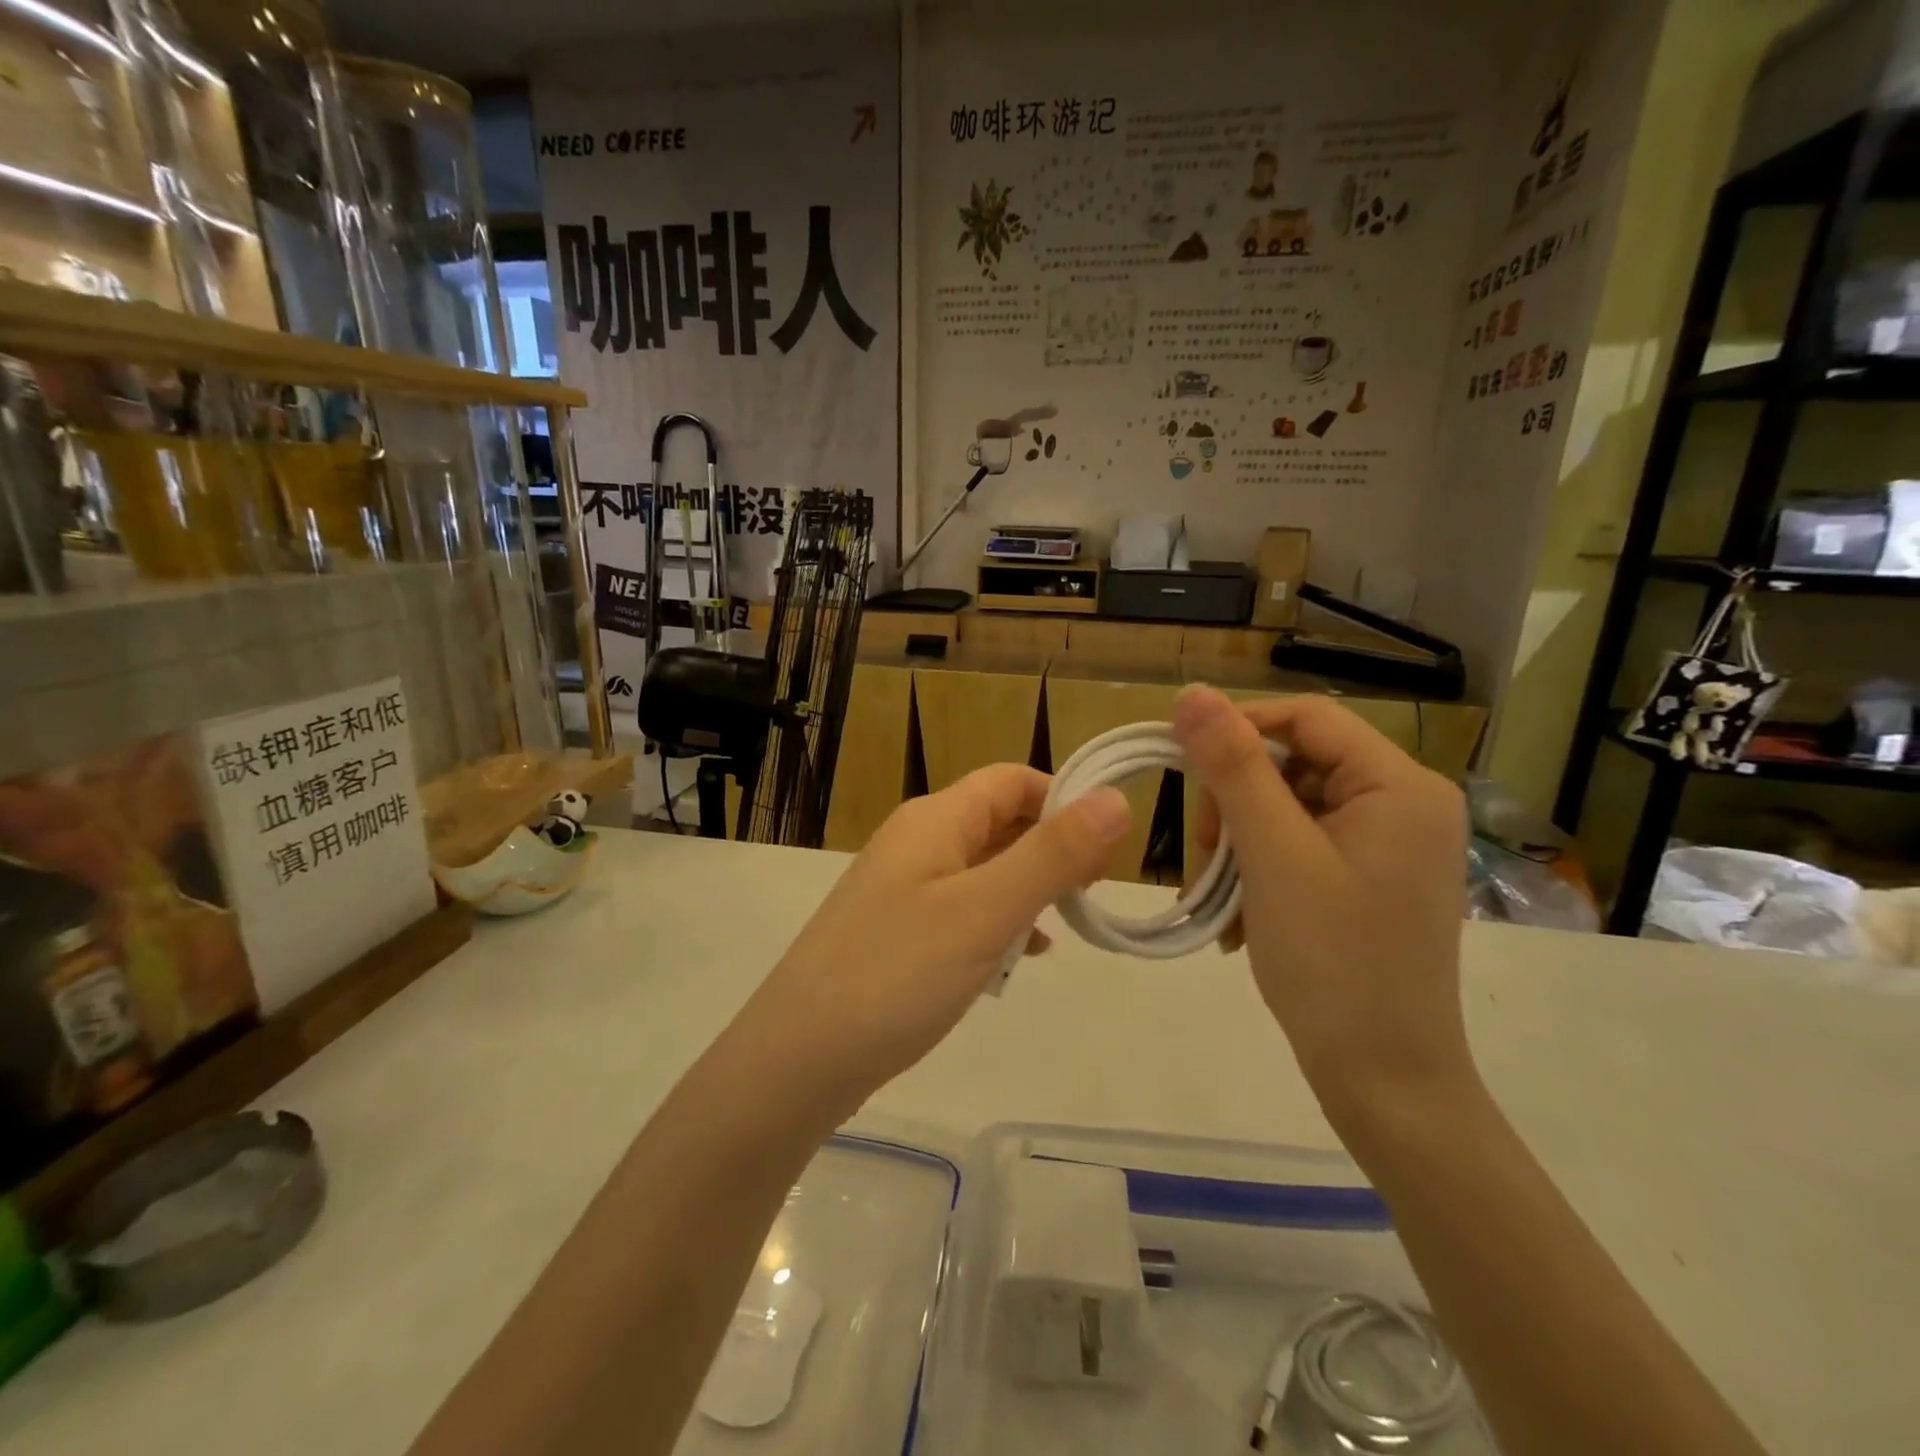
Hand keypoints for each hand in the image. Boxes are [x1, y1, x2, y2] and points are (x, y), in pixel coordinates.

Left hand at [732, 765, 1130, 1116]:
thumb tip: (1115, 798)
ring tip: (1065, 927)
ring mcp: (902, 889)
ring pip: (983, 869)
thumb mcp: (986, 911)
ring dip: (1028, 889)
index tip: (1107, 850)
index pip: (1012, 780)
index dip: (1064, 800)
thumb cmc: (898, 974)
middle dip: (1051, 848)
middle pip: (998, 821)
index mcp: (935, 820)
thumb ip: (1052, 854)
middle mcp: (916, 842)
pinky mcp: (897, 932)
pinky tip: (1018, 958)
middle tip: (1092, 895)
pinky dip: (997, 923)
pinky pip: (962, 910)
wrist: (797, 1060)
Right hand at [1172, 686, 1475, 1143]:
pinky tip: (1240, 915)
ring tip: (1218, 896)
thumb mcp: (1273, 855)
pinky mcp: (1368, 879)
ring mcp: (1387, 845)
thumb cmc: (1333, 962)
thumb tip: (1192, 693)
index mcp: (1399, 785)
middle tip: (1205, 855)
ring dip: (1240, 843)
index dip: (1237, 728)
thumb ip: (1233, 768)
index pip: (1305, 718)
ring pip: (1287, 809)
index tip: (1180, 764)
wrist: (1384, 1082)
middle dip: (1236, 803)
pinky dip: (1259, 869)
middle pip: (1294, 765)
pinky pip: (1299, 846)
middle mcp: (1403, 804)